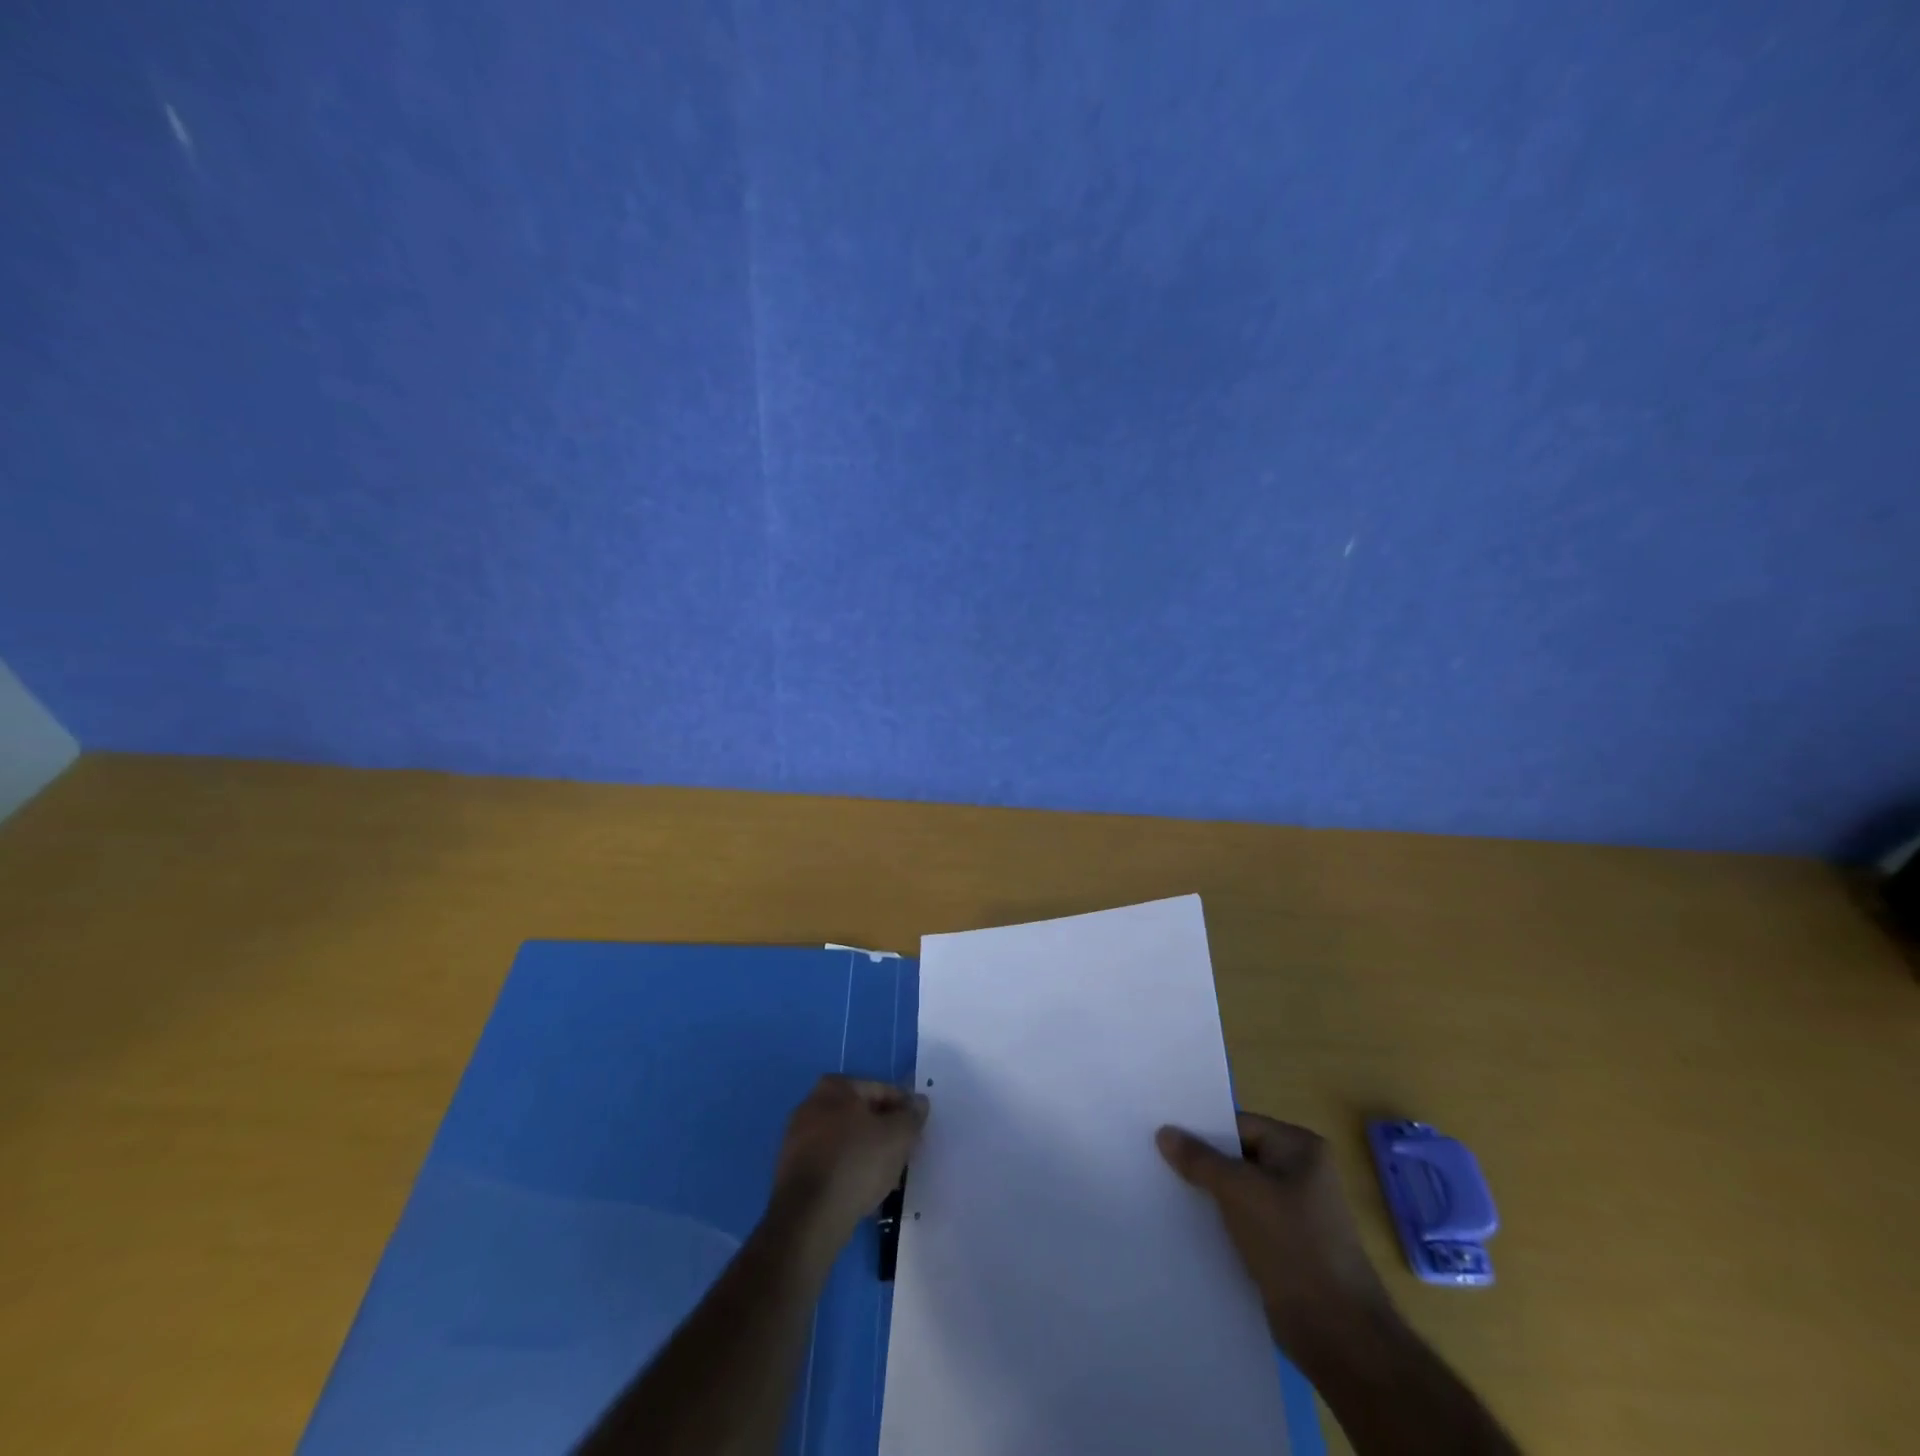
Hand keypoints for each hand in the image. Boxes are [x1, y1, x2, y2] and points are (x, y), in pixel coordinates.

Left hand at [771, 1075, 928, 1244]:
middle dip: (885, 1132)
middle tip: (905, 1154)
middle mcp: (811, 1104)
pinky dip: (850, 1171)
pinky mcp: (793, 1171)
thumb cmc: (856, 1163)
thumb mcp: (897, 1135)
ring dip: (868, 1154)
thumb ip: (912, 1116)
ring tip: (888, 1177)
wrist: (809, 1218)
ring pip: (847, 1141)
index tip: (918, 1130)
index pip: (881, 1090)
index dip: (904, 1109)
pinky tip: (864, 1191)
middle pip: (862, 1115)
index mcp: (835, 1087)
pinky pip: (832, 1163)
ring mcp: (798, 1138)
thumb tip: (919, 1103)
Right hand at [1157, 1113, 1391, 1360]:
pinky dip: (1220, 1223)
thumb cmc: (1293, 1246)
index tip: (1160, 1133)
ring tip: (1163, 1191)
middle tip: (1155, 1159)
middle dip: (1201, 1163)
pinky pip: (1244, 1221)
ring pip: (1238, 1192)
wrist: (1339, 1336)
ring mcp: (1295, 1212)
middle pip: (1237, 1157)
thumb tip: (1164, 1131)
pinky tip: (1187, 1226)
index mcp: (1301, 1148)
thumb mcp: (1239, 1192)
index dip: (1201, 1130)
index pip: (1239, 1125)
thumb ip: (1199, 1159)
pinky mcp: (1285, 1246)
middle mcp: (1301, 1173)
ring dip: (1208, 1195)